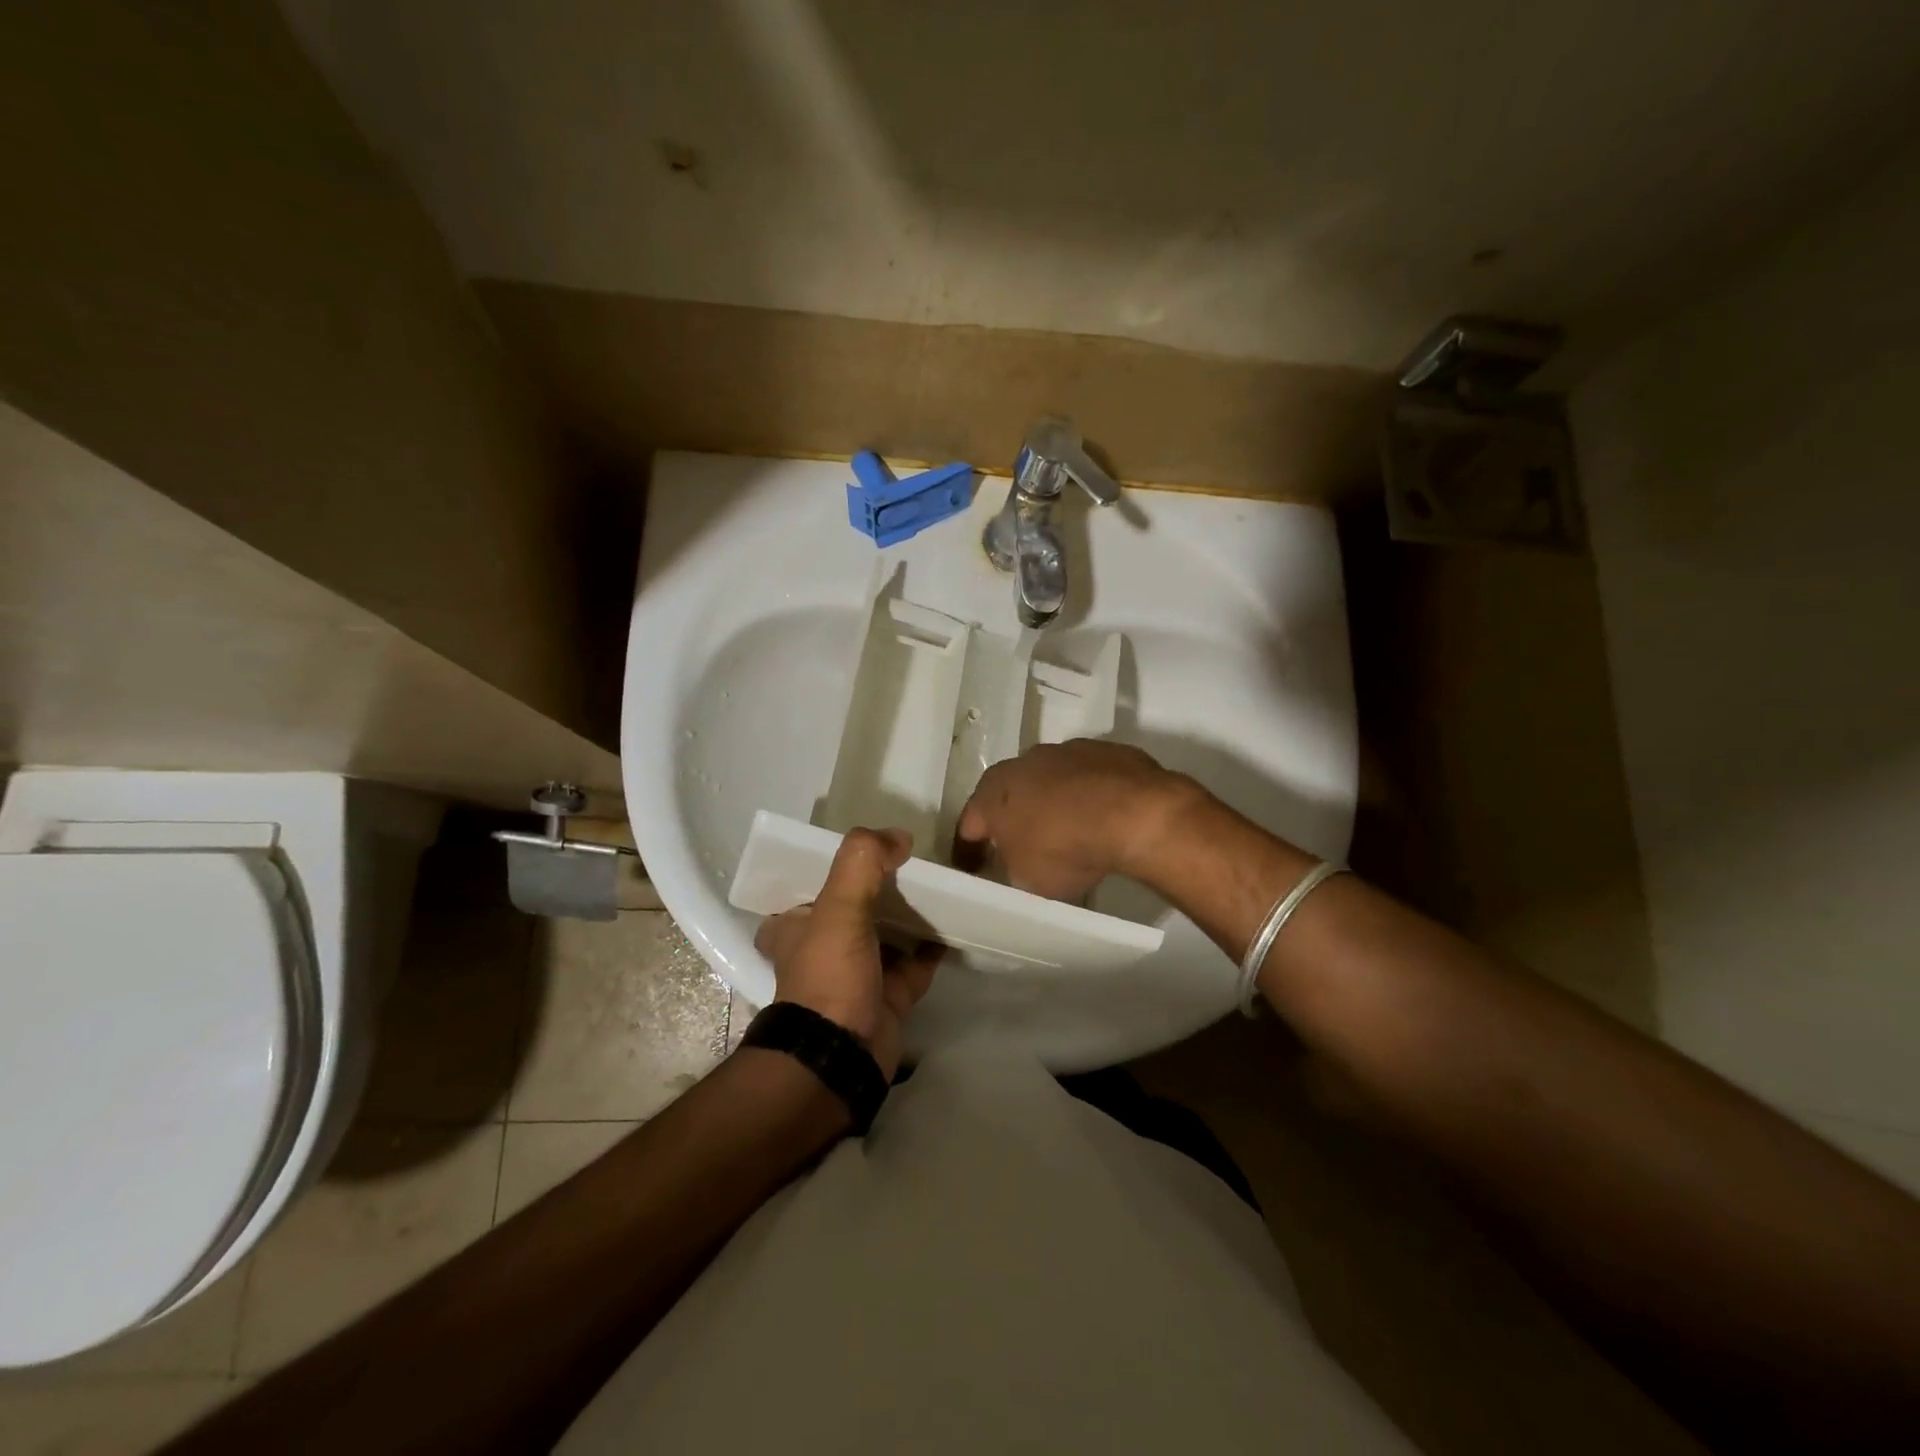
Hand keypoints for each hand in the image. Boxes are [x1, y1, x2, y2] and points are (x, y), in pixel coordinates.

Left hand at [752, 828, 940, 1079]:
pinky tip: (954, 922)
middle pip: (854, 907)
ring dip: (909, 914)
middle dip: (879, 888)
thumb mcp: (837, 906)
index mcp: (796, 926)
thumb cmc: (829, 975)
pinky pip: (917, 962)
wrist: (844, 1055)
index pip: (808, 887)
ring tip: (938, 884)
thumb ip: (862, 861)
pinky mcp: (890, 995)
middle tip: (910, 861)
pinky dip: (934, 946)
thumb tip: (898, 837)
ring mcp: (859, 973)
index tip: (866, 850)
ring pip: (887, 933)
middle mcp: (823, 948)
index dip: (833, 867)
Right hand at [953, 739, 1203, 901]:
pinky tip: (1105, 818)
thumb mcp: (1026, 877)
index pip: (971, 822)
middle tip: (1025, 844)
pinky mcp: (1107, 750)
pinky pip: (1090, 778)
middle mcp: (1024, 762)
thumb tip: (1017, 856)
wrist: (1133, 813)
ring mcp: (1067, 751)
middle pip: (1011, 792)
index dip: (972, 848)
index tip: (978, 866)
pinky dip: (1091, 794)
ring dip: (1056, 800)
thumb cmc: (1064, 847)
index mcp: (993, 792)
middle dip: (1015, 816)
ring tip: (1072, 831)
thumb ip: (1012, 863)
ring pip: (1052, 779)